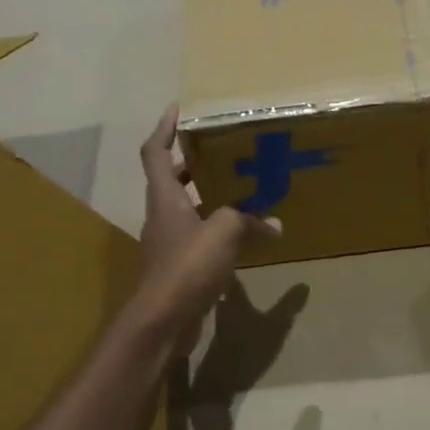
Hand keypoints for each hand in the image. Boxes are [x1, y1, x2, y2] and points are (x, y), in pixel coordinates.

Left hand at [135, 105, 280, 353]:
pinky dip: (218, 231)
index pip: (155, 152)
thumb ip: (249, 220)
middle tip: (222, 151)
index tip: (178, 109)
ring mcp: (169, 243)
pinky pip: (200, 238)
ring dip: (209, 197)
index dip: (164, 128)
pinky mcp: (179, 267)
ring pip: (187, 209)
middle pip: (171, 180)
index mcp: (165, 198)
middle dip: (193, 162)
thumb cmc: (187, 265)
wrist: (163, 319)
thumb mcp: (224, 231)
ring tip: (241, 189)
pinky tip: (243, 236)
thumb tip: (274, 224)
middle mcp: (162, 215)